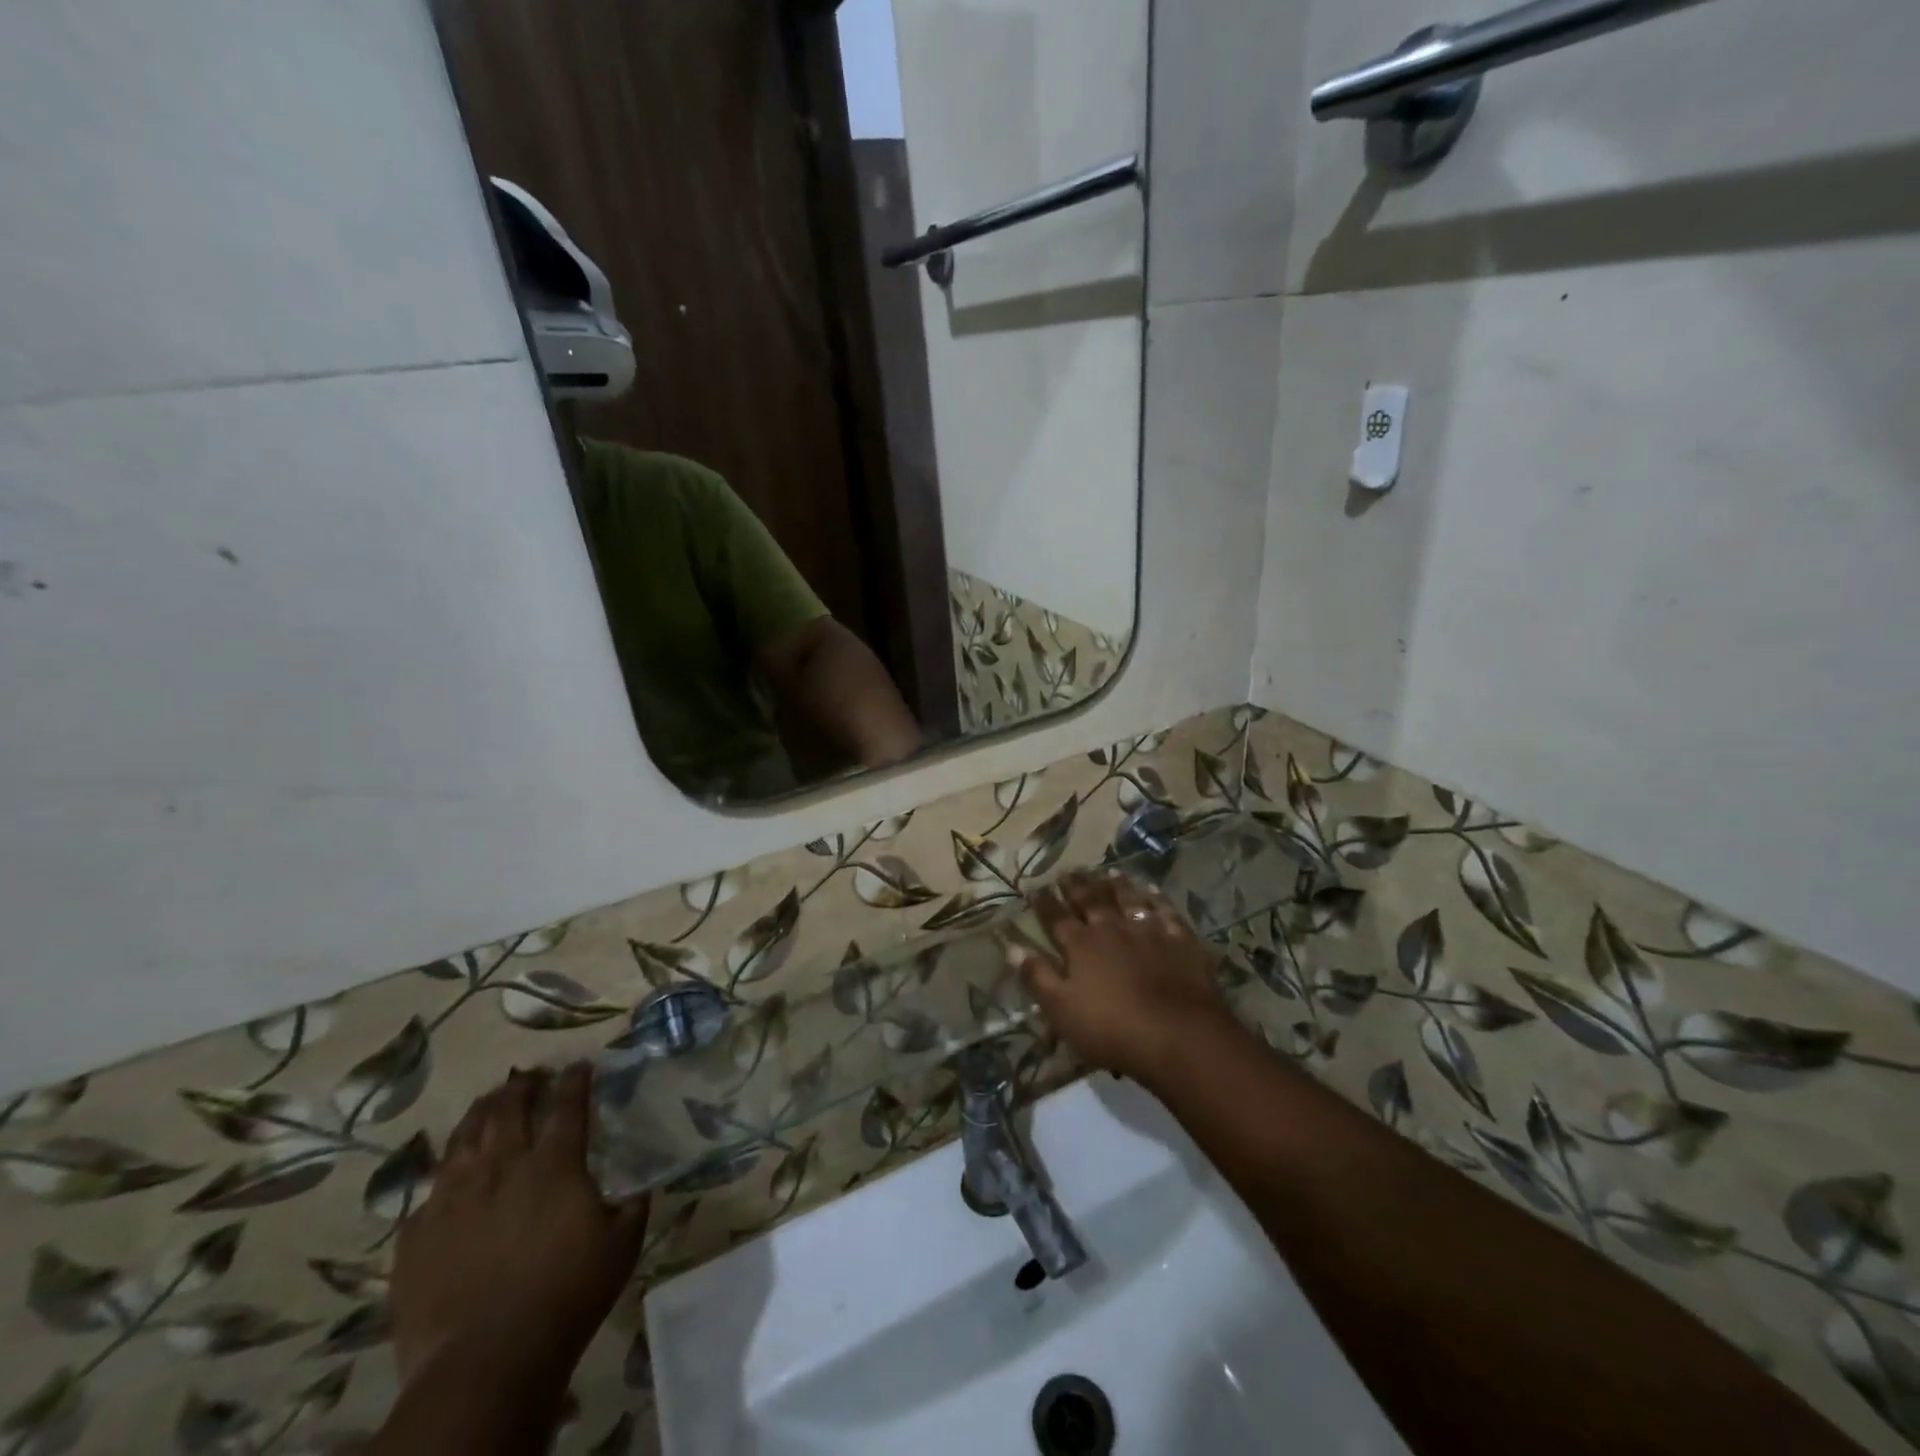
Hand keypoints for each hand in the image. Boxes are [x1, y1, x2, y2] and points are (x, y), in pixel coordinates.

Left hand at [392, 1064, 647, 1386]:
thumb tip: (642, 1186)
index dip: (575, 1079)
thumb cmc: (566, 1295)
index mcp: (555, 1164)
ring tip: (487, 1103)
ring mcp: (453, 1199)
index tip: (580, 1065)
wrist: (485, 1362)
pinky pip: (429, 1192)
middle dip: (521, 1085)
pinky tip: (449, 1179)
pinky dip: (445, 1176)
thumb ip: (633, 1206)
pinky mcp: (417, 1236)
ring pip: (463, 1139)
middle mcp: (502, 1167)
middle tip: (529, 1076)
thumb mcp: (621, 1245)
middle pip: (508, 1108)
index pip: (568, 1104)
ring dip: (479, 1114)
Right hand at [1008, 869, 1241, 1087]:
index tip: (1035, 888)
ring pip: (1129, 900)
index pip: (1056, 918)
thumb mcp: (1062, 1009)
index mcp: (1081, 946)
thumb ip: (1037, 976)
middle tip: (1068, 871)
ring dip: (1117, 886)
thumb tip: (1011, 946)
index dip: (1044, 903)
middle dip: (1077, 886)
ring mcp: (1149, 931)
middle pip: (1091, 901)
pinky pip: (1166, 912)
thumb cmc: (1113, 1028)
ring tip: (1108, 873)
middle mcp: (1112, 929)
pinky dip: (1158, 899)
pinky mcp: (1180, 940)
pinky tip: (1153, 891)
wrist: (1179, 1034)